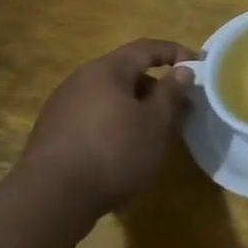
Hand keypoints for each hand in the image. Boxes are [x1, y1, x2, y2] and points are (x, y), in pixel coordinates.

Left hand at [17, 39, 197, 216]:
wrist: (49, 200)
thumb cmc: (113, 152)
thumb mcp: (154, 123)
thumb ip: (170, 93)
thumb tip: (182, 70)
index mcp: (107, 69)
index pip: (147, 48)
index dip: (175, 52)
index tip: (198, 65)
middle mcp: (81, 79)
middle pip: (126, 72)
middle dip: (156, 86)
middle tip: (179, 106)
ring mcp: (63, 106)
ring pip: (110, 96)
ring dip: (136, 107)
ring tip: (155, 131)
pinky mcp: (53, 133)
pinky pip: (93, 116)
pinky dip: (115, 122)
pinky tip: (124, 148)